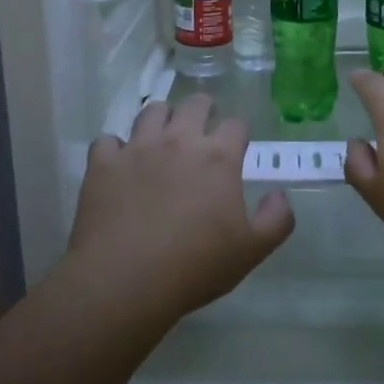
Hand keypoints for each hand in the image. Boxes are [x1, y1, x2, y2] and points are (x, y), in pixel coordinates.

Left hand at [67, 94, 293, 321]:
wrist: (125, 279)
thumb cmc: (194, 266)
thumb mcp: (251, 251)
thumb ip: (276, 220)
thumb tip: (279, 196)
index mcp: (217, 158)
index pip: (235, 125)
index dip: (238, 132)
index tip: (237, 145)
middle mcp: (178, 141)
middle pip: (194, 104)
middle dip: (202, 109)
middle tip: (201, 124)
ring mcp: (137, 148)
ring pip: (150, 112)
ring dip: (160, 118)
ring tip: (161, 134)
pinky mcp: (103, 163)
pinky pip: (108, 141)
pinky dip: (115, 148)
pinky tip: (118, 163)